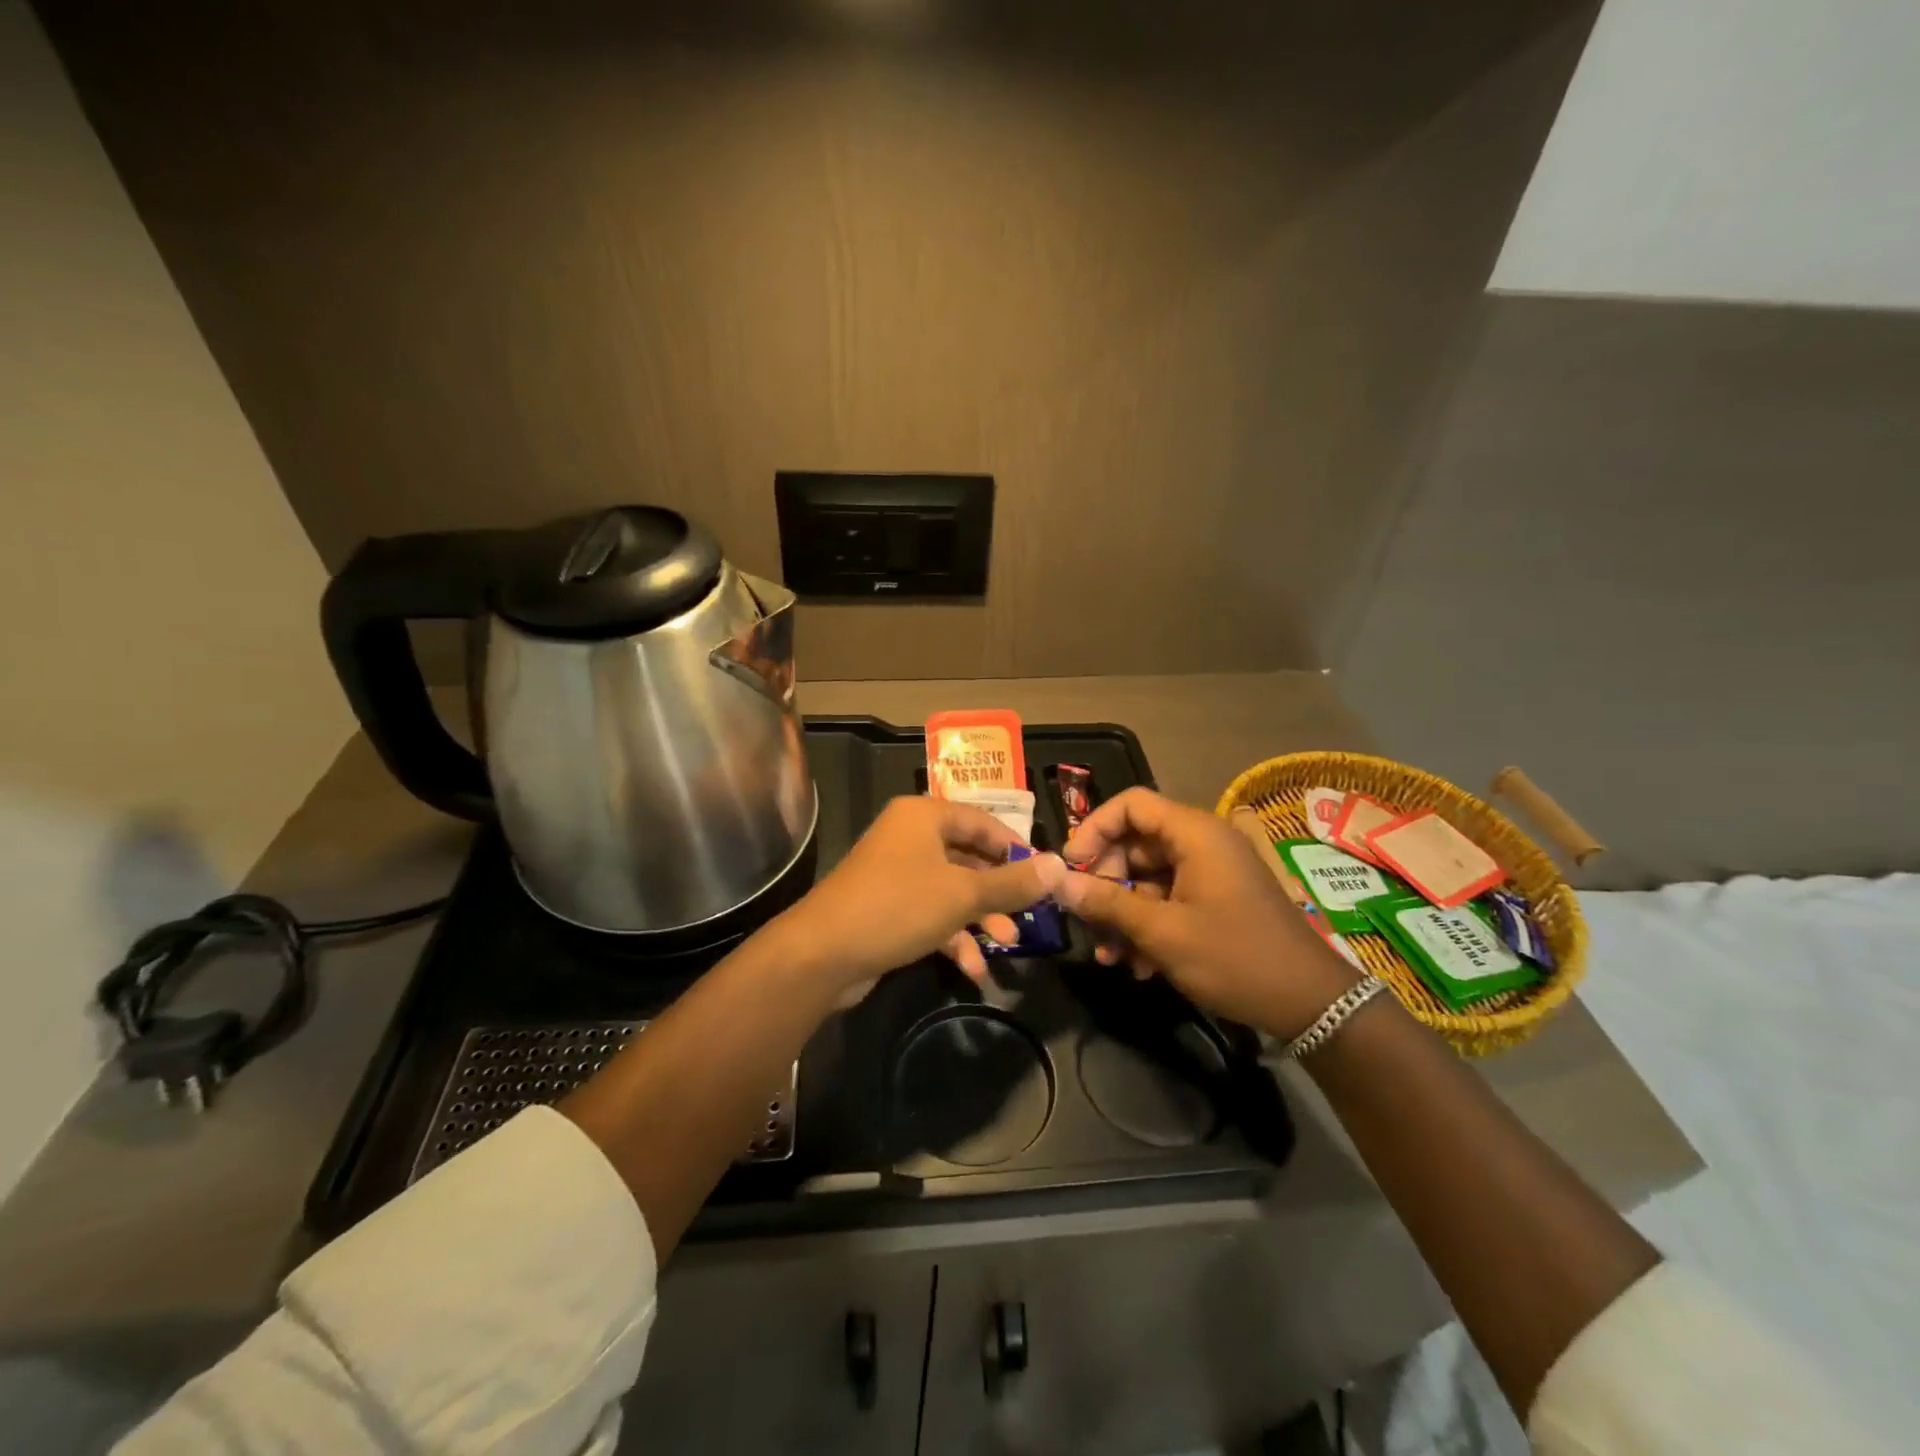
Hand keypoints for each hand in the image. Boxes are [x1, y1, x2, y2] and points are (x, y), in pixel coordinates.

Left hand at [774, 796, 1065, 986]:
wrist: (823, 954)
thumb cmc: (899, 906)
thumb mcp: (963, 894)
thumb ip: (1012, 883)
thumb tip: (1059, 866)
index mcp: (924, 816)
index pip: (982, 821)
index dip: (1015, 847)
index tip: (1044, 874)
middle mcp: (909, 837)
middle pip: (968, 857)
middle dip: (999, 892)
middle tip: (1029, 916)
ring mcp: (896, 873)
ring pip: (952, 890)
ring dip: (980, 919)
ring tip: (1007, 946)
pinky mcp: (887, 908)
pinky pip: (931, 914)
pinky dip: (953, 937)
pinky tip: (973, 970)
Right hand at [1054, 788, 1357, 1037]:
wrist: (1311, 1004)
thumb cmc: (1234, 957)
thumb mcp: (1162, 932)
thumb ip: (1107, 902)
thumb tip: (1057, 881)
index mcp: (1194, 833)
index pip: (1131, 804)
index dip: (1094, 829)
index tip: (1071, 868)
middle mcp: (1202, 843)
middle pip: (1135, 842)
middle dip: (1106, 882)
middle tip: (1088, 918)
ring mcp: (1211, 872)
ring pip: (1148, 877)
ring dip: (1123, 913)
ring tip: (1109, 956)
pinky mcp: (1216, 900)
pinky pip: (1169, 899)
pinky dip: (1149, 925)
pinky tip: (1139, 966)